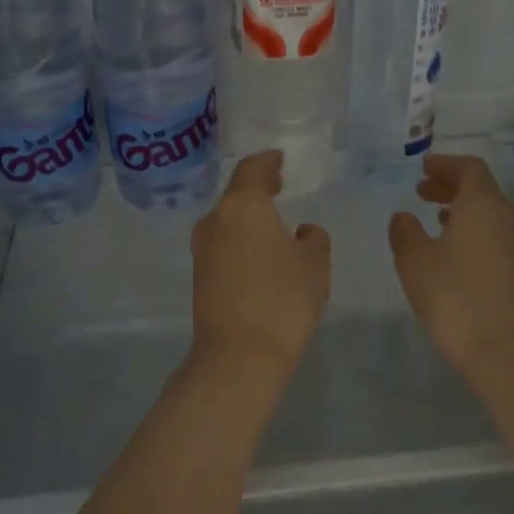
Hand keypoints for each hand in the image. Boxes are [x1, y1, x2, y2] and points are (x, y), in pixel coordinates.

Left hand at [190, 151, 330, 379]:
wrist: (239, 354)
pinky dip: (240, 239)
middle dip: (256, 189)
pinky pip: (222, 244)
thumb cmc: (283, 299)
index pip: (252, 169)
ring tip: (271, 222)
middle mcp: (215, 221)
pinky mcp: (199, 275)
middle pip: (235, 194)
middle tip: (278, 186)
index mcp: (242, 206)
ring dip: (247, 217)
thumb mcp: (314, 264)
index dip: (267, 162)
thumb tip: (301, 232)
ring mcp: (202, 249)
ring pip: (226, 221)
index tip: (279, 159)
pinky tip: (258, 252)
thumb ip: (313, 238)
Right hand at [388, 154, 513, 381]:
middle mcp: (506, 216)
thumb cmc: (454, 296)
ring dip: (461, 208)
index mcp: (483, 204)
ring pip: (489, 211)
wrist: (503, 348)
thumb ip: (405, 232)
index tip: (421, 169)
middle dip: (450, 185)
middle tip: (420, 191)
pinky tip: (451, 249)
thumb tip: (404, 217)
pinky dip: (471, 228)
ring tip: (432, 217)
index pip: (469, 168)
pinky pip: (493, 232)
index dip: (445, 164)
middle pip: (481, 188)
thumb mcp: (415, 260)